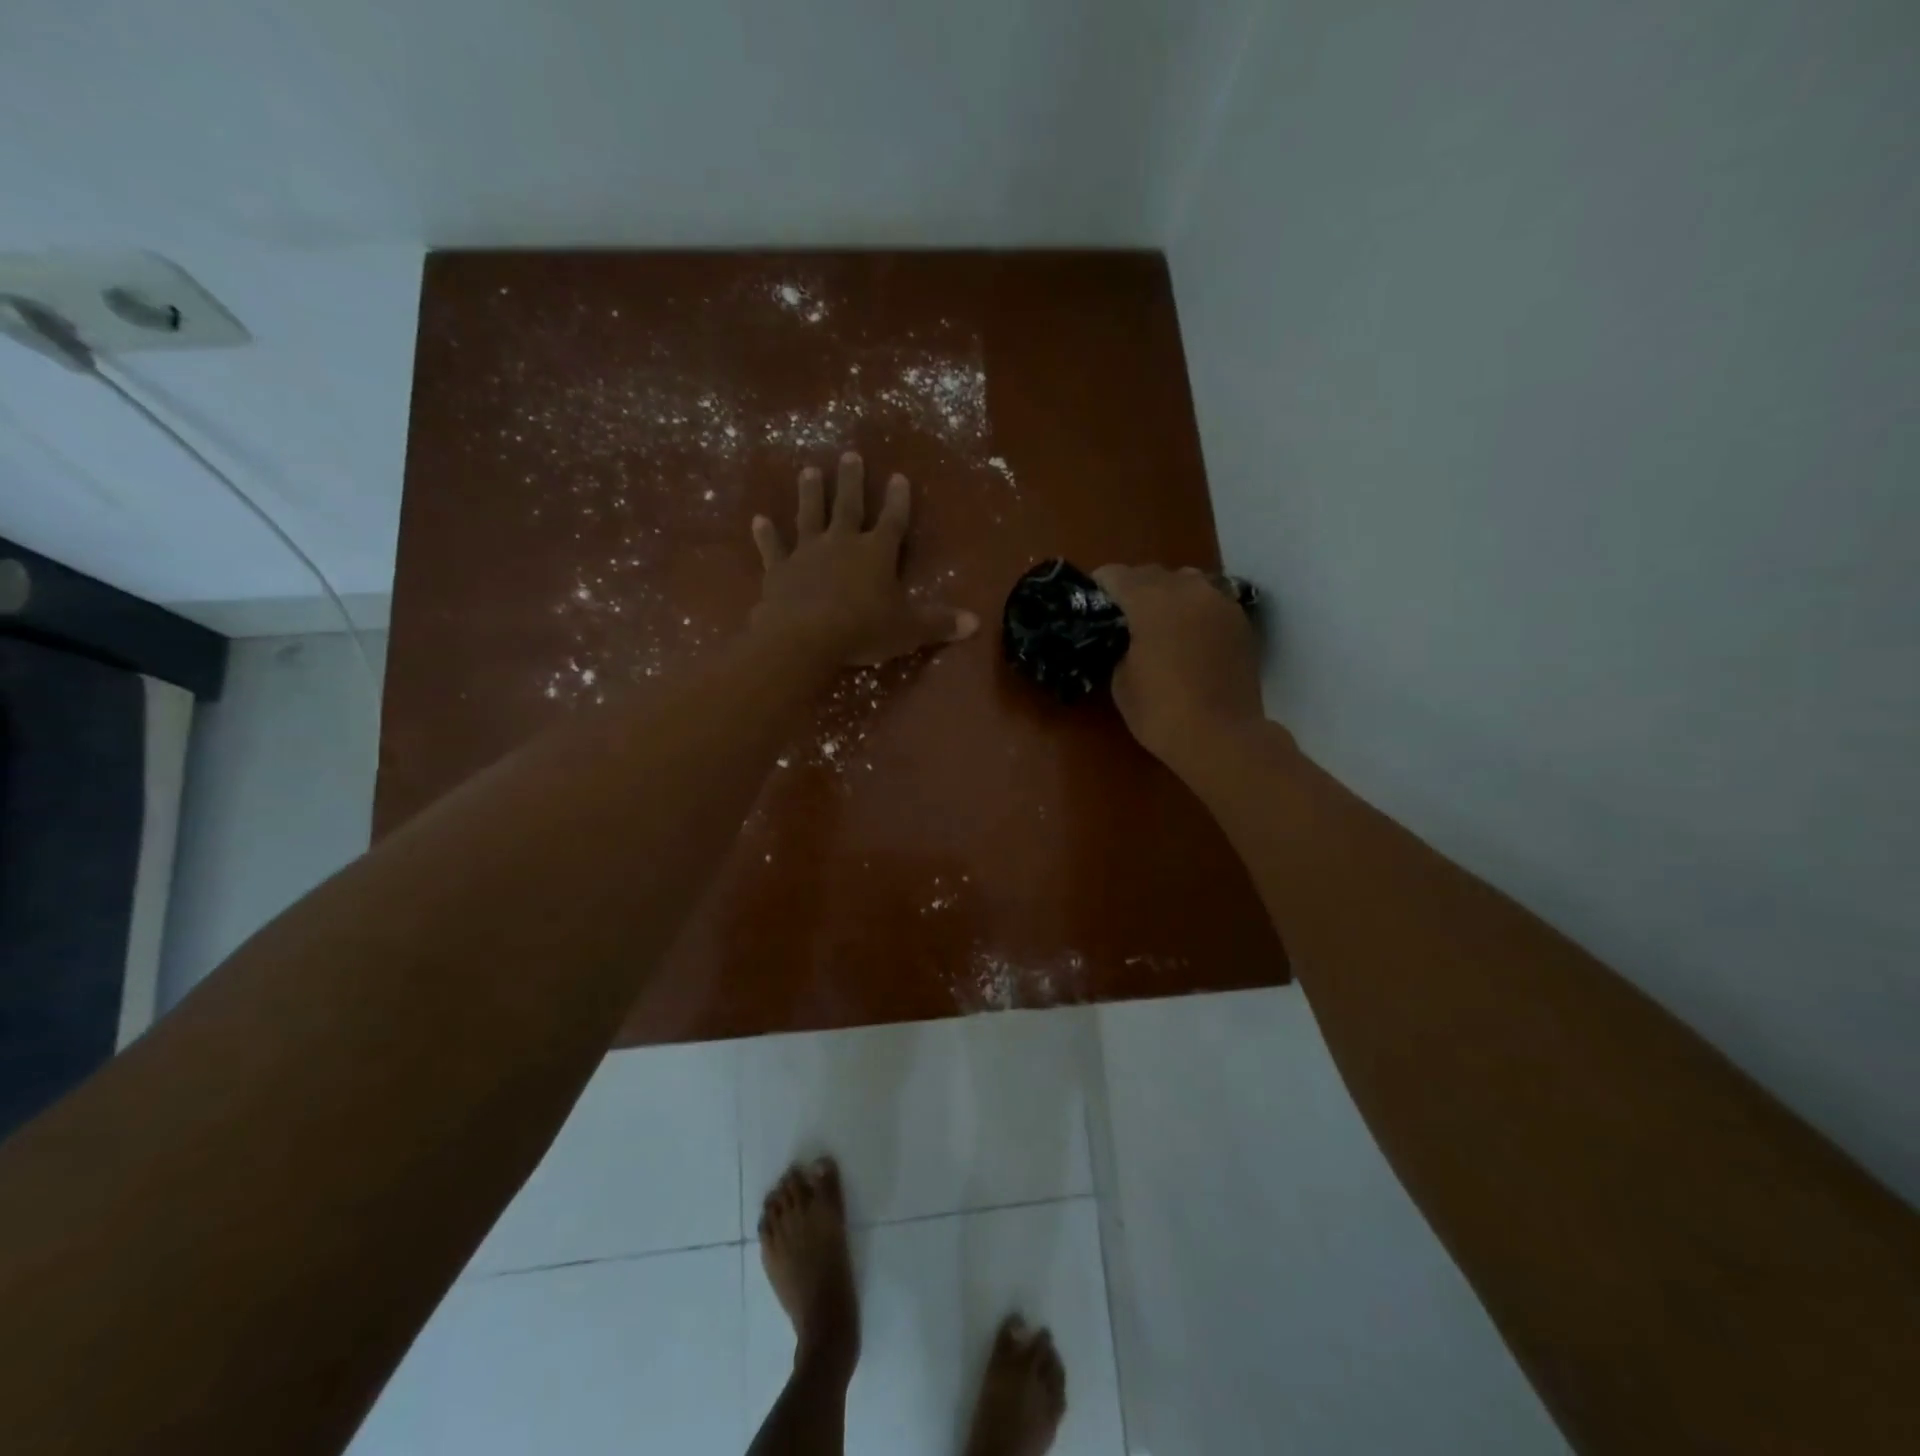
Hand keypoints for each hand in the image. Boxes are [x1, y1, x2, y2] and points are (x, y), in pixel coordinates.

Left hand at [751, 453, 978, 664]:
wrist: (805, 637)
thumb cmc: (863, 629)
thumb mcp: (909, 630)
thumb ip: (939, 623)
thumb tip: (975, 623)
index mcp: (877, 553)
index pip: (893, 521)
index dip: (899, 500)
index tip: (899, 476)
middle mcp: (842, 544)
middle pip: (849, 506)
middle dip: (852, 481)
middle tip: (850, 454)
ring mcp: (807, 554)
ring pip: (809, 516)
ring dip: (810, 494)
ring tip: (810, 470)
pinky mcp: (779, 571)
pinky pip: (772, 549)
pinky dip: (766, 535)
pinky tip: (759, 519)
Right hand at [1091, 564, 1267, 766]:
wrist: (1223, 737)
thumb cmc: (1161, 712)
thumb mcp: (1121, 680)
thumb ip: (1121, 646)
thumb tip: (1128, 638)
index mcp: (1151, 601)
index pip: (1116, 575)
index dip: (1100, 586)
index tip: (1092, 601)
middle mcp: (1188, 590)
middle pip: (1153, 573)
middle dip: (1134, 588)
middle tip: (1122, 614)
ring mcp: (1220, 603)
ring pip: (1187, 582)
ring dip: (1168, 594)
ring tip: (1158, 621)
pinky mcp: (1240, 622)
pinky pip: (1209, 601)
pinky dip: (1193, 610)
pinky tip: (1186, 635)